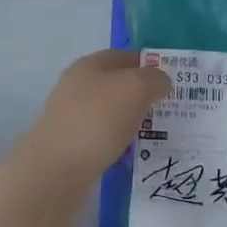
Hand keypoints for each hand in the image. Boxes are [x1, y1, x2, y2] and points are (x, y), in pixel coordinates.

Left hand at [18, 49, 171, 184]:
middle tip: (167, 110)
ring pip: (111, 114)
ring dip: (131, 123)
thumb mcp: (137, 87)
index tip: (170, 83)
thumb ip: (154, 79)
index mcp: (89, 65)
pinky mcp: (69, 146)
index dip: (149, 65)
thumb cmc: (98, 118)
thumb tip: (160, 82)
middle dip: (142, 96)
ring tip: (155, 136)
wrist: (56, 169)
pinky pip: (103, 139)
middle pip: (117, 86)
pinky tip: (132, 156)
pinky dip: (119, 145)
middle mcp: (77, 87)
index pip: (124, 56)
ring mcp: (71, 117)